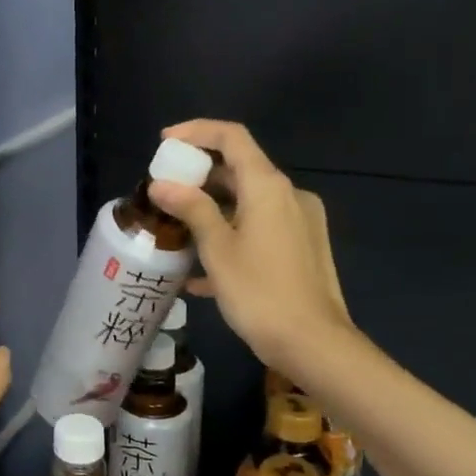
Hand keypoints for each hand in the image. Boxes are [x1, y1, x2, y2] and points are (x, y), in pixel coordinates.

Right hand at [145, 120, 351, 374]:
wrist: (314, 344)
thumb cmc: (260, 292)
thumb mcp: (218, 249)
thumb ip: (191, 209)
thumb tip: (162, 184)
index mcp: (269, 186)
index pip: (232, 137)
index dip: (196, 132)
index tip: (165, 144)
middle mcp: (289, 195)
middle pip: (240, 169)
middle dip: (199, 177)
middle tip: (164, 192)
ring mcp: (300, 222)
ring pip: (249, 202)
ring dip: (212, 210)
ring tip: (177, 232)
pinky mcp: (303, 248)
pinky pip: (260, 229)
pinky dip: (231, 235)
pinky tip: (202, 272)